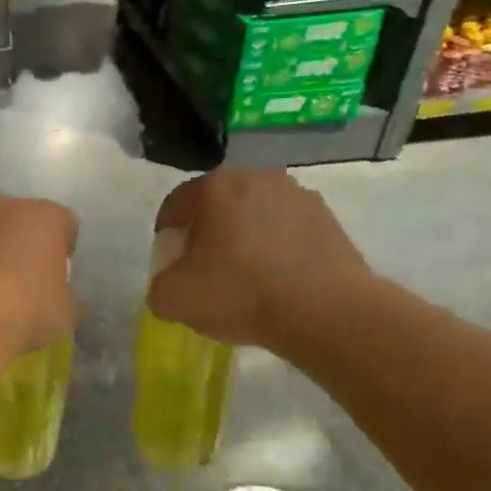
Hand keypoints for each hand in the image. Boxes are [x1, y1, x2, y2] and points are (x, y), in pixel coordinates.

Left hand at [0, 196, 76, 363]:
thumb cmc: (24, 313)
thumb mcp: (64, 312)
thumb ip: (59, 291)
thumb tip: (47, 293)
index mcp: (46, 217)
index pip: (64, 225)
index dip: (63, 251)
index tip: (57, 276)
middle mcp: (6, 207)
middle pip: (21, 221)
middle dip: (23, 244)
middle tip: (23, 280)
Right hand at [147, 169, 370, 349]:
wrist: (325, 312)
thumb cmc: (239, 293)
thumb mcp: (172, 298)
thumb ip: (159, 284)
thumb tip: (172, 282)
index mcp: (214, 187)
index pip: (175, 205)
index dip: (166, 236)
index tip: (171, 265)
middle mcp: (257, 178)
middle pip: (218, 205)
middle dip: (208, 233)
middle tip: (206, 270)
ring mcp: (299, 195)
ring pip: (256, 215)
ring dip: (245, 238)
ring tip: (246, 278)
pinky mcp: (330, 219)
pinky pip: (289, 230)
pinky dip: (278, 249)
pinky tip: (278, 282)